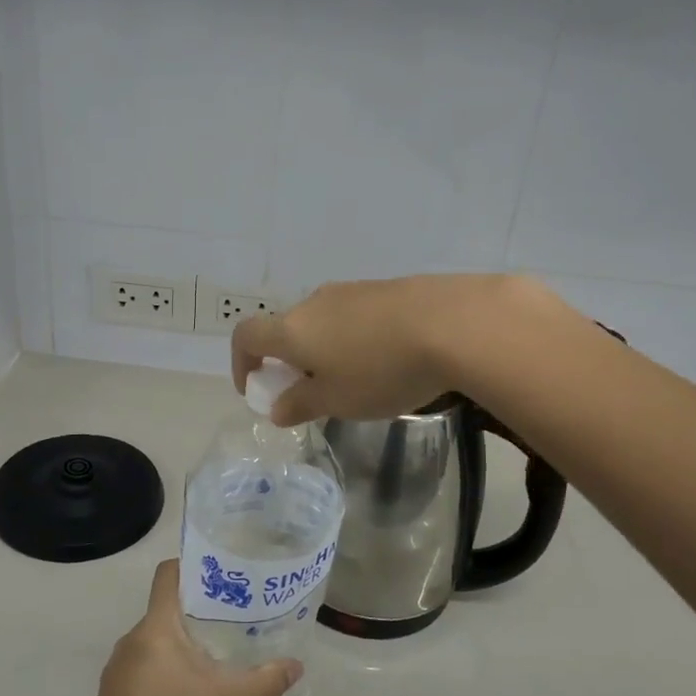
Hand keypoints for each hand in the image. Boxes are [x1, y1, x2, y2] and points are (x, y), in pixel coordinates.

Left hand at [84, 559, 302, 695]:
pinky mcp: (111, 694)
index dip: (190, 566)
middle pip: (164, 609)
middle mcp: (132, 638)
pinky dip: (162, 671)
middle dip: (195, 613)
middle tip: (229, 622)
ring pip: (153, 641)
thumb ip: (263, 682)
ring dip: (178, 646)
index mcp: (156, 626)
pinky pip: (141, 667)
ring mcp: (117, 667)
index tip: (218, 574)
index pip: (167, 574)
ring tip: (211, 660)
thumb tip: (297, 666)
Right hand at [232, 274, 557, 424]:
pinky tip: (387, 360)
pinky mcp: (387, 289)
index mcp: (293, 329)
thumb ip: (301, 404)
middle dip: (291, 361)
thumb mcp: (338, 401)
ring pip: (324, 321)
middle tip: (313, 393)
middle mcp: (316, 302)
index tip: (256, 388)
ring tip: (356, 380)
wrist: (453, 323)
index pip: (247, 336)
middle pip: (288, 328)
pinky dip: (357, 339)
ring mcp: (353, 291)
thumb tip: (277, 407)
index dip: (242, 362)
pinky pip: (356, 316)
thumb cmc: (381, 370)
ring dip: (326, 350)